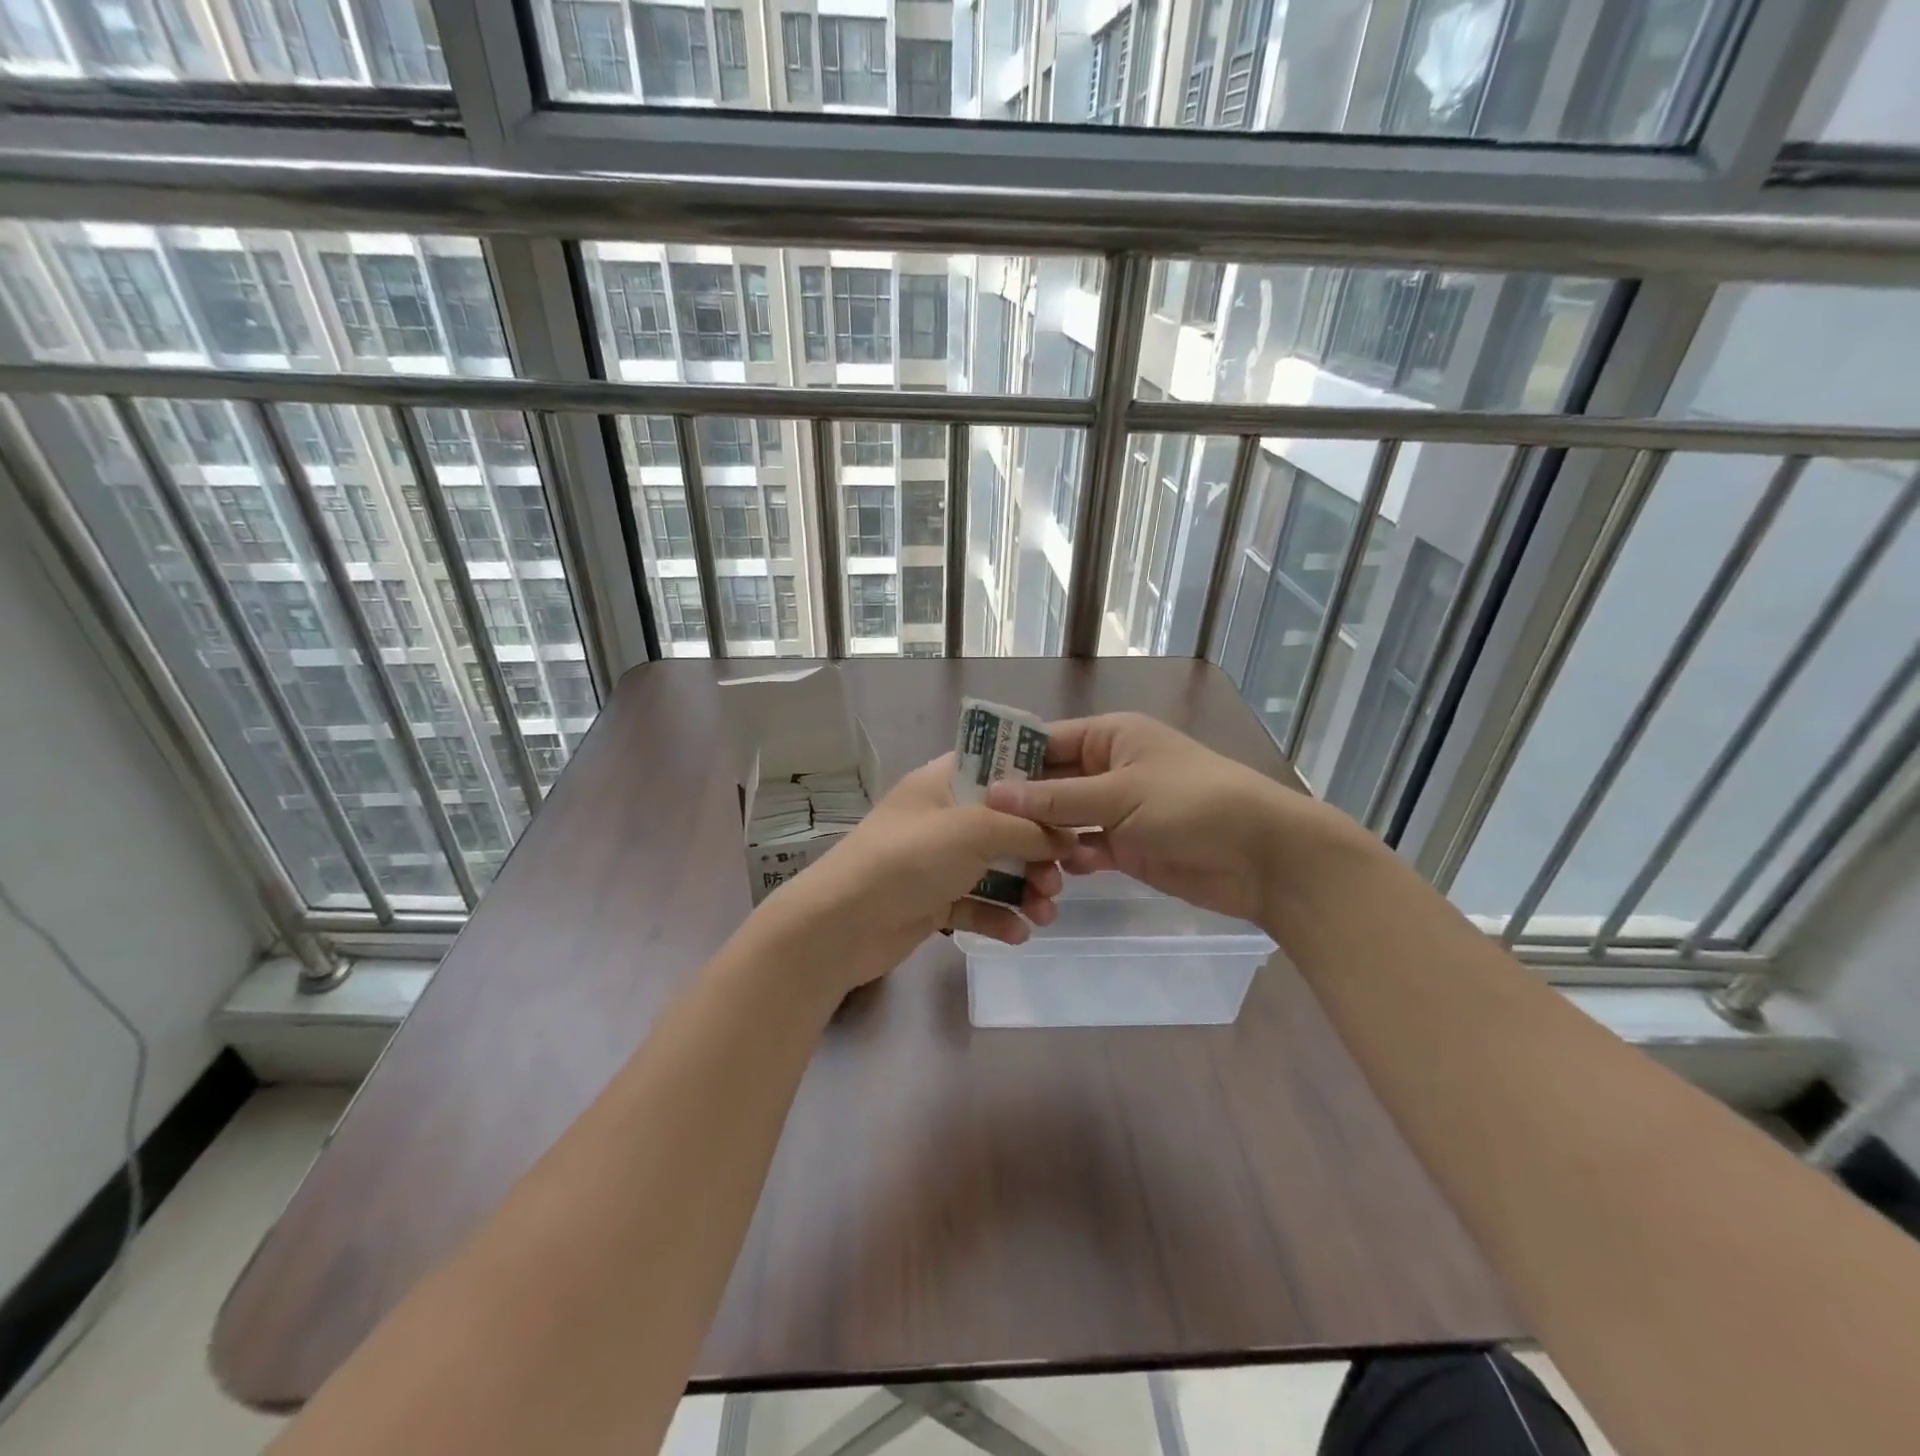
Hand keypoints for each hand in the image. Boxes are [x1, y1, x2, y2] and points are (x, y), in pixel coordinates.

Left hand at [754, 755, 1077, 992]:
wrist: (840, 925)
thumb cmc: (907, 859)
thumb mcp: (972, 829)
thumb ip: (1025, 828)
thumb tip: (1065, 837)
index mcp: (945, 782)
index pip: (1000, 766)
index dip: (1038, 781)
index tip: (1076, 803)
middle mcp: (944, 817)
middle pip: (1006, 824)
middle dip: (1038, 851)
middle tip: (1061, 877)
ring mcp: (937, 861)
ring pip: (996, 868)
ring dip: (1026, 889)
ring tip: (1045, 913)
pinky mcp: (933, 901)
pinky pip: (978, 904)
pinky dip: (999, 917)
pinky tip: (1018, 934)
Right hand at [984, 712, 1360, 926]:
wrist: (1262, 856)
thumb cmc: (1192, 804)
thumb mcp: (1121, 794)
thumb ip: (1057, 798)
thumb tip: (994, 795)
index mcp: (1110, 737)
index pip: (1046, 741)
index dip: (1008, 760)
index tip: (967, 785)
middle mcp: (1109, 768)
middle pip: (1051, 782)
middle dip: (1021, 804)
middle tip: (976, 829)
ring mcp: (1117, 809)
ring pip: (1064, 819)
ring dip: (1042, 837)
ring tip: (1008, 857)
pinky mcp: (1127, 846)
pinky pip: (1084, 848)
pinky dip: (1070, 860)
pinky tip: (1054, 876)